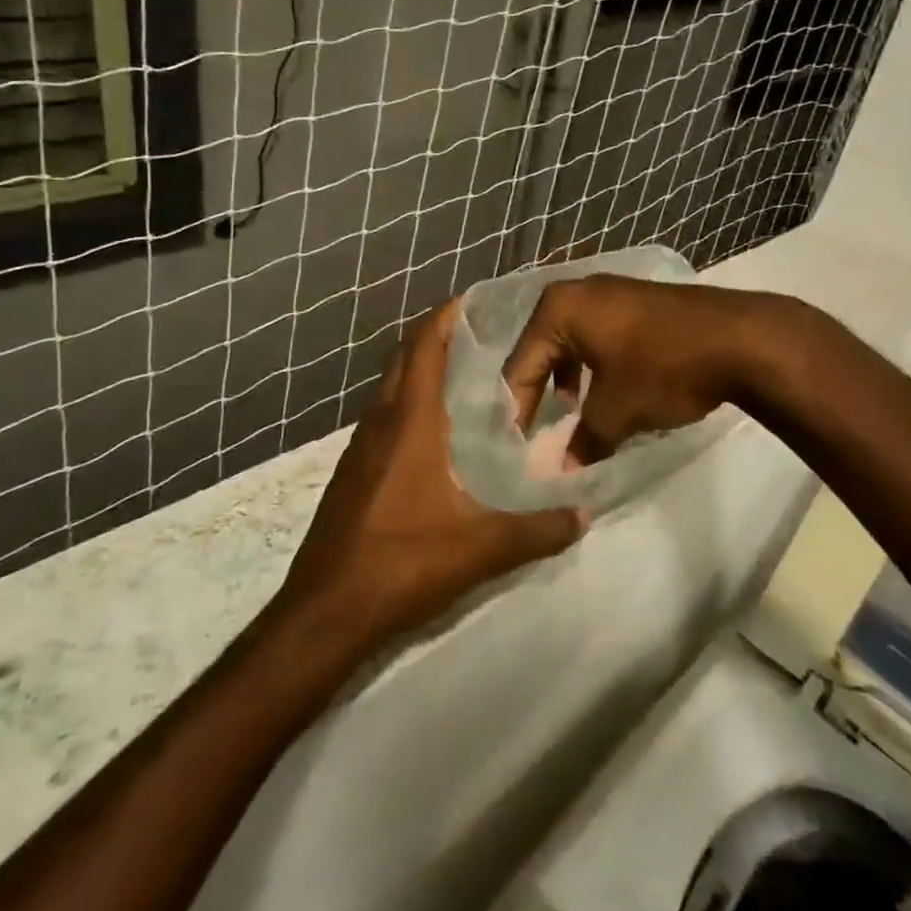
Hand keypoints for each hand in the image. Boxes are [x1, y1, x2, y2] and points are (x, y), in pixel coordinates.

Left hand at [279, 298, 588, 651]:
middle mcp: (380, 423)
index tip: (472, 298)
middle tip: (476, 330)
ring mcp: (360, 449)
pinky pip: (382, 418)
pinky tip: (432, 432)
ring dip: (418, 369)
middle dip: (434, 335)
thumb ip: (537, 530)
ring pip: (389, 389)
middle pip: (404, 359)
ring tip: (460, 372)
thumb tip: (585, 514)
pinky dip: (406, 403)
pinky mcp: (352, 474)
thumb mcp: (481, 548)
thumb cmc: (403, 563)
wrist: (326, 612)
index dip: (445, 317)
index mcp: (409, 422)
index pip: (424, 348)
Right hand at [500, 275, 776, 463]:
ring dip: (566, 378)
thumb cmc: (664, 369)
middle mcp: (579, 291)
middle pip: (542, 349)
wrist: (741, 339)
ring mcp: (611, 291)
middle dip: (539, 391)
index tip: (513, 447)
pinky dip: (593, 364)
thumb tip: (564, 469)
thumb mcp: (617, 411)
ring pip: (572, 341)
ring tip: (570, 412)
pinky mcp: (638, 301)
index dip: (516, 410)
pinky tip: (606, 391)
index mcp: (559, 309)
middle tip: (534, 431)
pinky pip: (599, 334)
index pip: (521, 365)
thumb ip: (583, 440)